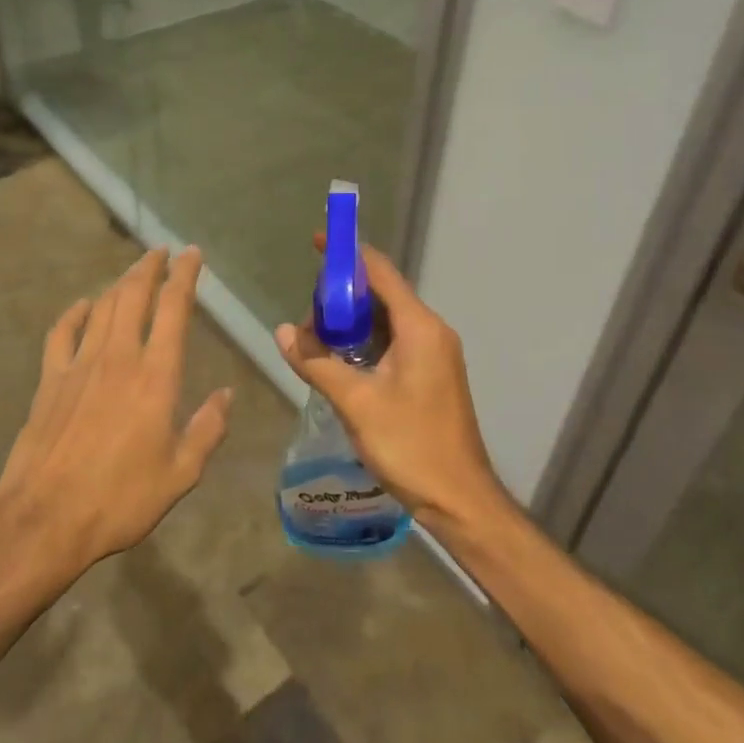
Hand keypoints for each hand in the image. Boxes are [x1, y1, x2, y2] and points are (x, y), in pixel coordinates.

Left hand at [0, 247, 231, 577]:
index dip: (184, 276)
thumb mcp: (180, 474)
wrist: (44, 520)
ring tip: (133, 272)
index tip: (192, 254)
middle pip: (133, 296)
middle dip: (150, 268)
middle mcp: (118, 358)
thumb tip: (227, 394)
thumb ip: (207, 429)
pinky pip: (62, 333)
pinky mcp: (49, 381)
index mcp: (156, 376)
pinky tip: (82, 306)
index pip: (173, 309)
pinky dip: (74, 313)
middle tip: (162, 252)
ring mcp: (79, 366)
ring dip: (119, 284)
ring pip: (101, 308)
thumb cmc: (120, 499)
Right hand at [274, 243, 508, 536]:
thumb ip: (317, 363)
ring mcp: (435, 353)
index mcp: (420, 327)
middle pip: (382, 294)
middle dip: (342, 297)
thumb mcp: (357, 403)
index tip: (316, 243)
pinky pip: (395, 342)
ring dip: (352, 324)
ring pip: (387, 321)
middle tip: (306, 316)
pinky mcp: (432, 374)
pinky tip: (340, 362)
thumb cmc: (410, 445)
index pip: (380, 272)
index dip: (347, 254)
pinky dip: (366, 343)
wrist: (460, 498)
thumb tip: (283, 331)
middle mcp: (431, 331)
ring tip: (315, 341)